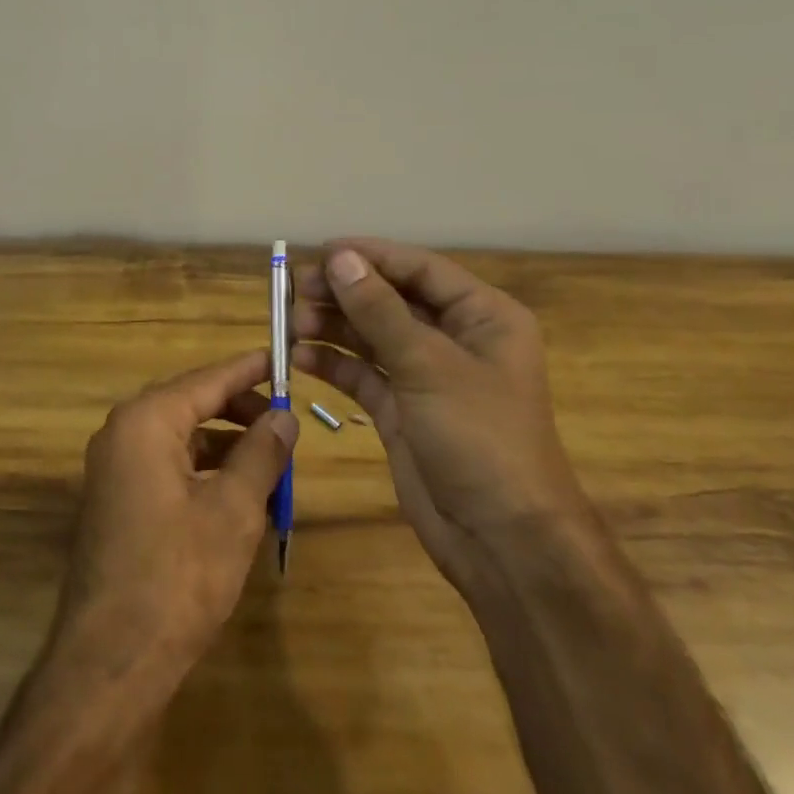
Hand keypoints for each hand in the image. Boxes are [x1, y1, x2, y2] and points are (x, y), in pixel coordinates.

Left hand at [53, 351, 296, 680]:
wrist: (111, 660)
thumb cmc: (179, 575)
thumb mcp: (234, 510)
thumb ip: (261, 454)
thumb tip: (284, 417)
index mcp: (146, 421)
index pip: (206, 380)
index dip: (248, 371)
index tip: (281, 358)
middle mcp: (122, 432)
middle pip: (191, 403)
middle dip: (239, 411)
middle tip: (284, 421)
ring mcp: (114, 468)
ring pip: (181, 438)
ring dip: (225, 445)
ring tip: (271, 461)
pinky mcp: (116, 500)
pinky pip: (166, 466)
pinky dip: (203, 471)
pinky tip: (237, 494)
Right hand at [291, 239, 582, 583]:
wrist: (503, 542)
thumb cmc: (480, 438)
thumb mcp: (428, 365)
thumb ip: (379, 309)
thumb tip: (340, 258)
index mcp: (482, 317)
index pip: (419, 269)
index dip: (370, 256)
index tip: (320, 251)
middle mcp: (455, 339)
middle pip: (390, 300)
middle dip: (344, 292)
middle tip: (295, 288)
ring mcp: (426, 376)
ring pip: (371, 335)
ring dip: (332, 326)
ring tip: (290, 323)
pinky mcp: (402, 410)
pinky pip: (362, 373)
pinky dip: (333, 363)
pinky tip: (300, 357)